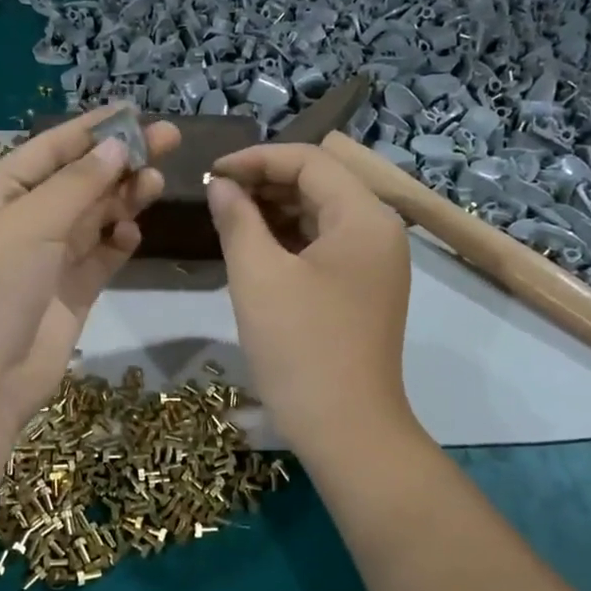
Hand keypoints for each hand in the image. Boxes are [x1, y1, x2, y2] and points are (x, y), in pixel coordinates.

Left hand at [0, 106, 180, 437]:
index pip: (50, 149)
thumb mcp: (30, 222)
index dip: (93, 129)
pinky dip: (116, 243)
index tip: (136, 110)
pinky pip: (99, 258)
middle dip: (119, 161)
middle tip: (168, 140)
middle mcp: (20, 221)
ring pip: (92, 218)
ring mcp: (45, 260)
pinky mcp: (68, 295)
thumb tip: (118, 145)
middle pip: (77, 181)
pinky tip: (132, 234)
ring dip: (122, 198)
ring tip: (155, 183)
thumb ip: (78, 183)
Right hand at [207, 143, 416, 456]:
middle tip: (216, 197)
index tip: (211, 174)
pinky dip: (290, 240)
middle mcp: (379, 231)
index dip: (256, 160)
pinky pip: (325, 246)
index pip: (309, 161)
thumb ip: (237, 219)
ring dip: (275, 211)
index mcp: (364, 216)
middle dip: (265, 183)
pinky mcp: (364, 289)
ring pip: (321, 215)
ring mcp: (376, 263)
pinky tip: (254, 248)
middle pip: (320, 184)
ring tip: (228, 218)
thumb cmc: (300, 346)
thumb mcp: (258, 276)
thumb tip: (220, 185)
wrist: (346, 430)